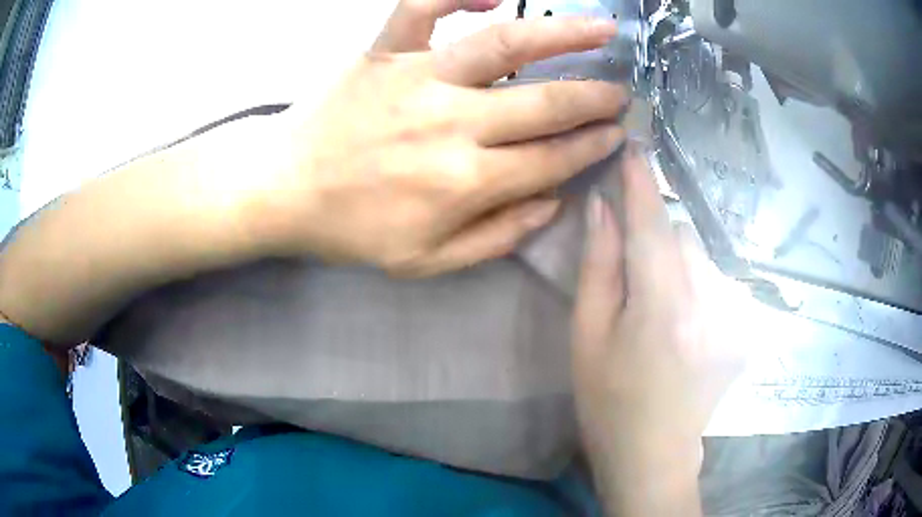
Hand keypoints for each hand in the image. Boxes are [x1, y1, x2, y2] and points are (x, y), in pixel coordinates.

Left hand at [250, 0, 628, 276]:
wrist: (282, 191)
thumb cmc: (350, 230)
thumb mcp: (425, 260)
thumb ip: (496, 236)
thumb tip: (552, 203)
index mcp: (464, 181)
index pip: (552, 159)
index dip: (591, 146)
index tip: (616, 134)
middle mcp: (451, 123)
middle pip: (544, 102)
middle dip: (593, 97)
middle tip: (621, 91)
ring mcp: (417, 78)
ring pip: (504, 44)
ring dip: (562, 34)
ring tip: (602, 28)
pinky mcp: (382, 53)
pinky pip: (421, 7)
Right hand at [571, 146, 750, 514]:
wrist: (654, 453)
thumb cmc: (608, 402)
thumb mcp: (587, 337)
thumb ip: (598, 267)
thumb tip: (602, 208)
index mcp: (661, 305)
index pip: (652, 222)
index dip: (641, 181)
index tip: (633, 144)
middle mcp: (707, 302)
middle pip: (681, 236)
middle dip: (655, 234)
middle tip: (631, 271)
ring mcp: (730, 316)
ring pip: (699, 258)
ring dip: (675, 263)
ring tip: (657, 309)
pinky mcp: (740, 327)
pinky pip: (714, 282)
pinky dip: (694, 285)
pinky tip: (681, 326)